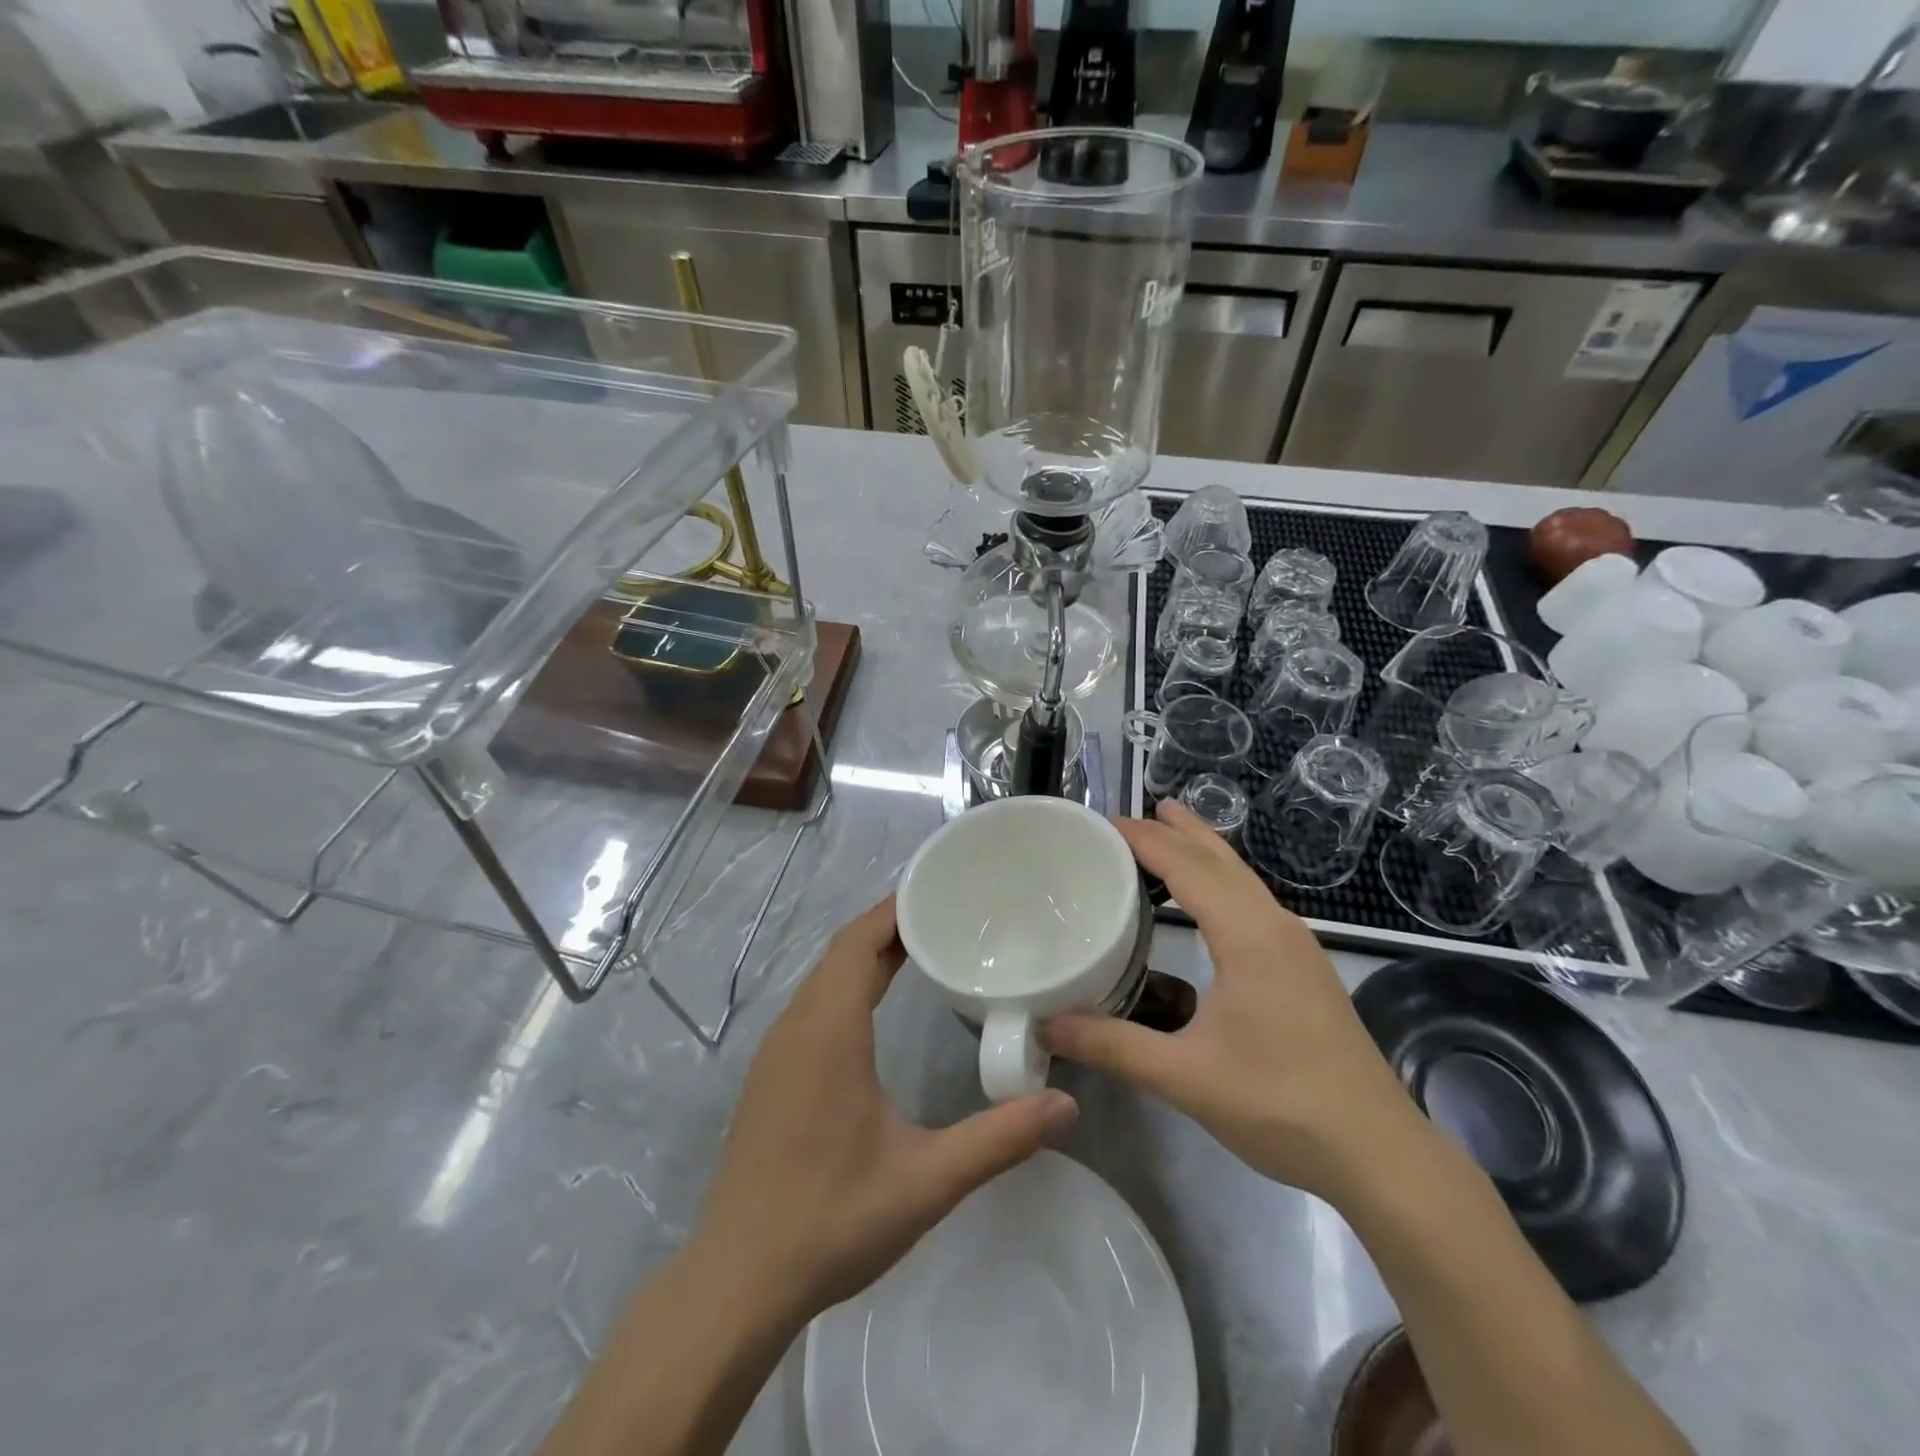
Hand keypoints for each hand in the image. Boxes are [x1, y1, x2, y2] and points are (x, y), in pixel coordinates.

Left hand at [688, 898, 1078, 1324]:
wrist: (737, 1281)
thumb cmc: (831, 1221)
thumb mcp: (925, 1181)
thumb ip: (998, 1140)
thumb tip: (1067, 1104)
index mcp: (829, 1031)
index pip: (858, 942)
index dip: (895, 909)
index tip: (939, 890)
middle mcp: (797, 1027)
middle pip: (842, 951)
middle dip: (890, 926)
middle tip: (947, 916)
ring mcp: (777, 1051)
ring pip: (824, 977)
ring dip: (866, 954)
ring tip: (921, 949)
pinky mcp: (770, 1075)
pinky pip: (812, 1004)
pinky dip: (846, 984)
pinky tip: (875, 1008)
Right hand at [1042, 801, 1418, 1201]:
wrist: (1380, 1153)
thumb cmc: (1281, 1104)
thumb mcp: (1185, 1076)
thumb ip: (1111, 1046)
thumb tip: (1045, 1026)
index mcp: (1248, 936)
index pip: (1188, 867)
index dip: (1146, 840)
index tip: (1105, 822)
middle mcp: (1276, 927)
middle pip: (1221, 860)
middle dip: (1178, 830)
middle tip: (1135, 813)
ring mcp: (1297, 947)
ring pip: (1244, 879)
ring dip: (1204, 852)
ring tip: (1170, 834)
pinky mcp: (1305, 969)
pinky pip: (1254, 902)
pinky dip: (1222, 881)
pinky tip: (1211, 903)